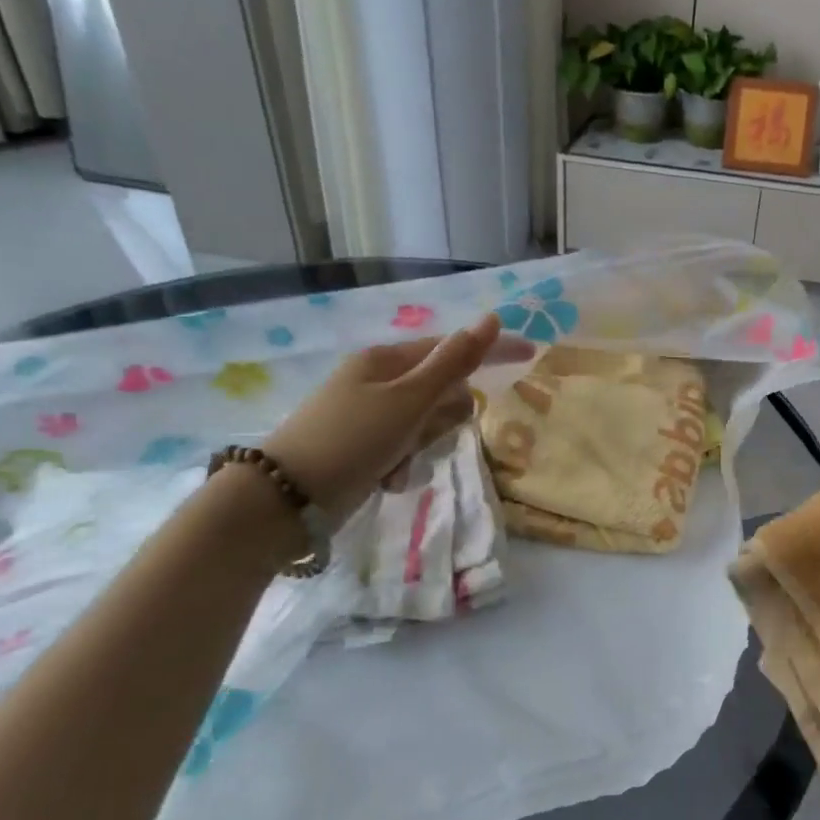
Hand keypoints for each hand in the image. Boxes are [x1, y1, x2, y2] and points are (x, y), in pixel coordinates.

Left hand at [261, 314, 530, 521]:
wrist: (287, 499)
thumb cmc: (353, 439)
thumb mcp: (408, 400)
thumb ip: (453, 362)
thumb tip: (491, 320)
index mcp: (386, 360)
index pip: (452, 348)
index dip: (491, 351)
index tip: (532, 354)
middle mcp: (379, 382)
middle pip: (442, 392)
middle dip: (443, 416)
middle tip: (422, 434)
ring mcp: (371, 416)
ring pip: (428, 424)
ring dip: (423, 445)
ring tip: (398, 461)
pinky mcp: (366, 448)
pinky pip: (408, 448)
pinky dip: (405, 463)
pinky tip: (386, 478)